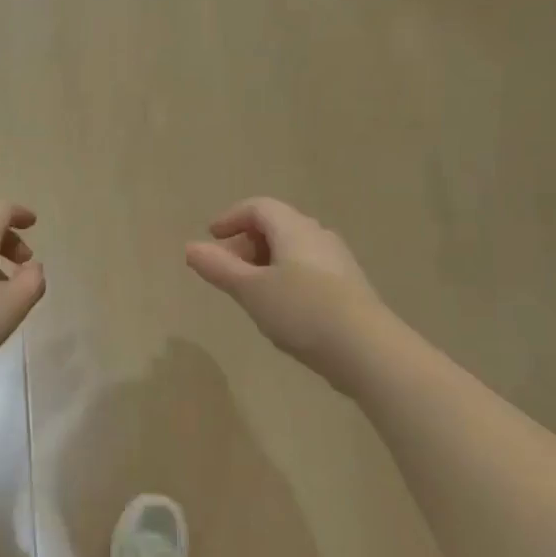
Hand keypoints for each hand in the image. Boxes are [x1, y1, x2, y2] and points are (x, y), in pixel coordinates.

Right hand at [185, 198, 384, 382]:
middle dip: (245, 243)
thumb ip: (219, 267)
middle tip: (225, 269)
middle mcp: (318, 236)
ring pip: (292, 249)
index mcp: (294, 229)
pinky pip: (307, 269)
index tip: (211, 237)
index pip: (258, 207)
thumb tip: (190, 247)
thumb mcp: (250, 290)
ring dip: (264, 262)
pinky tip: (279, 307)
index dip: (231, 218)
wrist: (365, 348)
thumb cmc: (301, 311)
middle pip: (276, 226)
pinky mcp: (347, 287)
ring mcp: (337, 261)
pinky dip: (284, 277)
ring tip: (248, 291)